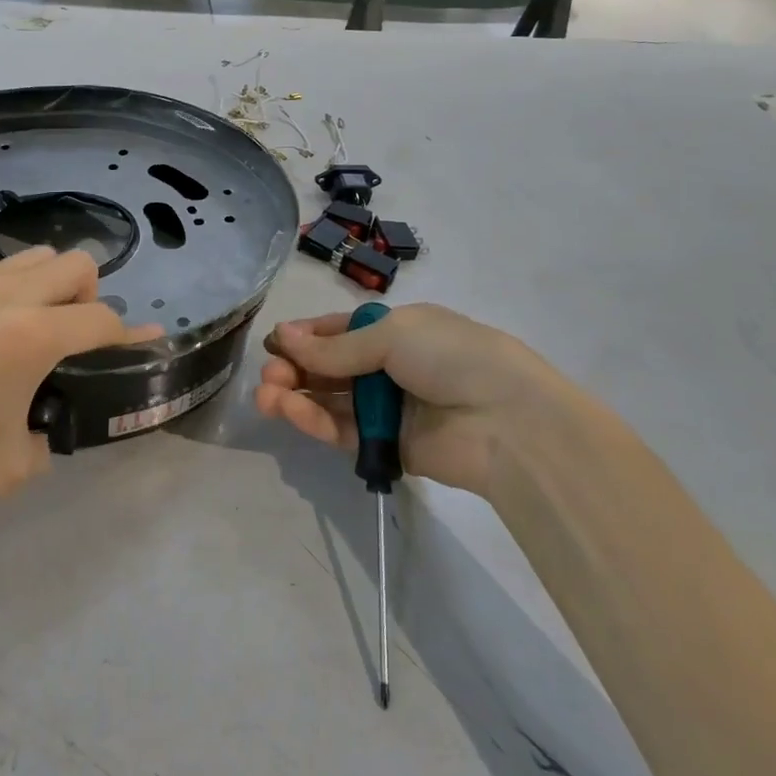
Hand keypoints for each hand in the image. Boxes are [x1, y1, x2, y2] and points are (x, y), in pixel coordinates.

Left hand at [0, 249, 158, 582]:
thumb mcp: (15, 466)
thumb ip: (53, 426)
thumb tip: (56, 409)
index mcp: (28, 336)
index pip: (101, 319)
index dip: (130, 336)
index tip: (144, 345)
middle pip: (72, 263)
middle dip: (89, 296)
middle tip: (72, 340)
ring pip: (23, 260)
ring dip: (42, 288)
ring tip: (22, 333)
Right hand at [254, 303, 569, 498]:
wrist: (509, 422)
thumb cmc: (451, 357)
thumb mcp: (391, 335)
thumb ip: (335, 346)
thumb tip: (283, 336)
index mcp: (397, 330)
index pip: (340, 330)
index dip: (305, 336)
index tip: (273, 343)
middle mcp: (390, 366)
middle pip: (330, 366)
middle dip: (295, 368)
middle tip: (268, 376)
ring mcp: (387, 408)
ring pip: (330, 400)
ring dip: (296, 395)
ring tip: (265, 396)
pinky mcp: (387, 446)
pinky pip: (342, 430)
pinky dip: (313, 420)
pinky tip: (288, 410)